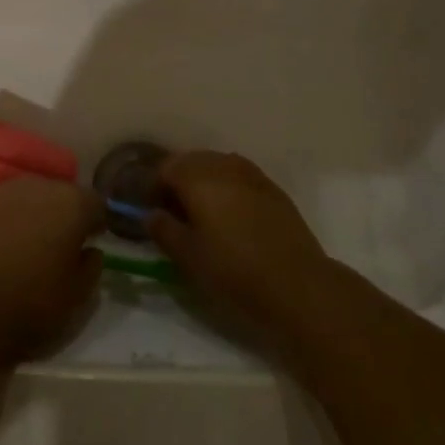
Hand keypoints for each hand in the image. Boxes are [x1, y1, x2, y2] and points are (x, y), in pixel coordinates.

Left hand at [0, 177, 104, 362]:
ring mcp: (6, 190)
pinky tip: (2, 243)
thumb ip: (92, 266)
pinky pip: (5, 204)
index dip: (97, 222)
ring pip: (32, 196)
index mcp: (73, 204)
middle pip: (63, 194)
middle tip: (60, 243)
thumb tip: (89, 250)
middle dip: (65, 214)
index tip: (92, 241)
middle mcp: (41, 186)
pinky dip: (9, 218)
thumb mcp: (77, 296)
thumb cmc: (30, 303)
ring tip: (29, 242)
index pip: (97, 203)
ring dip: (36, 213)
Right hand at [150, 151, 338, 341]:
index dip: (152, 186)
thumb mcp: (188, 256)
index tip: (148, 207)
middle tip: (170, 208)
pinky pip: (239, 175)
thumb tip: (150, 214)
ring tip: (199, 210)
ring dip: (202, 179)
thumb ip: (163, 229)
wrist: (297, 283)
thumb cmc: (234, 270)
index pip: (164, 168)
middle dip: (176, 179)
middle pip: (191, 161)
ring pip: (217, 165)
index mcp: (198, 177)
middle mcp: (224, 165)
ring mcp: (252, 174)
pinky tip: (228, 211)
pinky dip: (226, 185)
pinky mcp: (272, 188)